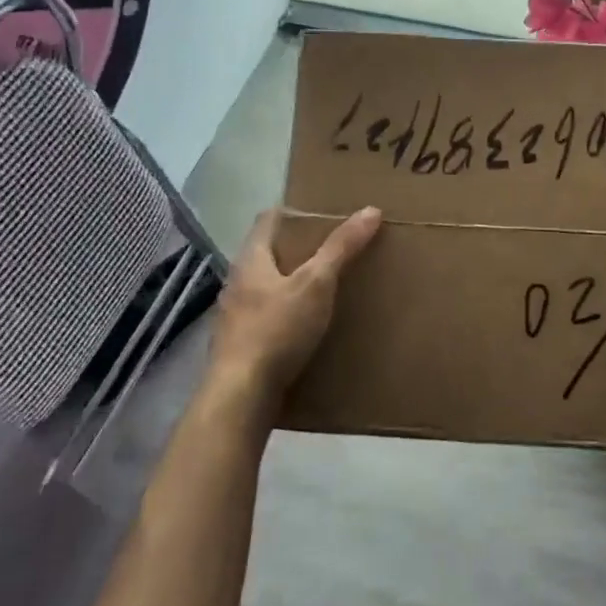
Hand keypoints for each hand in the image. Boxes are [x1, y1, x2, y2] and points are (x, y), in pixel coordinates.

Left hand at [211, 207, 381, 403]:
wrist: (241, 395)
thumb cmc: (277, 329)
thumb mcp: (317, 284)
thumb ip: (341, 248)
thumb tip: (371, 210)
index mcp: (251, 259)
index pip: (268, 220)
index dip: (292, 212)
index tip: (320, 214)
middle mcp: (237, 282)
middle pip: (266, 254)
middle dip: (295, 250)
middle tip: (330, 250)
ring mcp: (234, 316)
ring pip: (265, 288)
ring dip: (289, 285)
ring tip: (322, 289)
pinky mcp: (239, 346)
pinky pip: (265, 319)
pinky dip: (285, 316)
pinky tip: (304, 329)